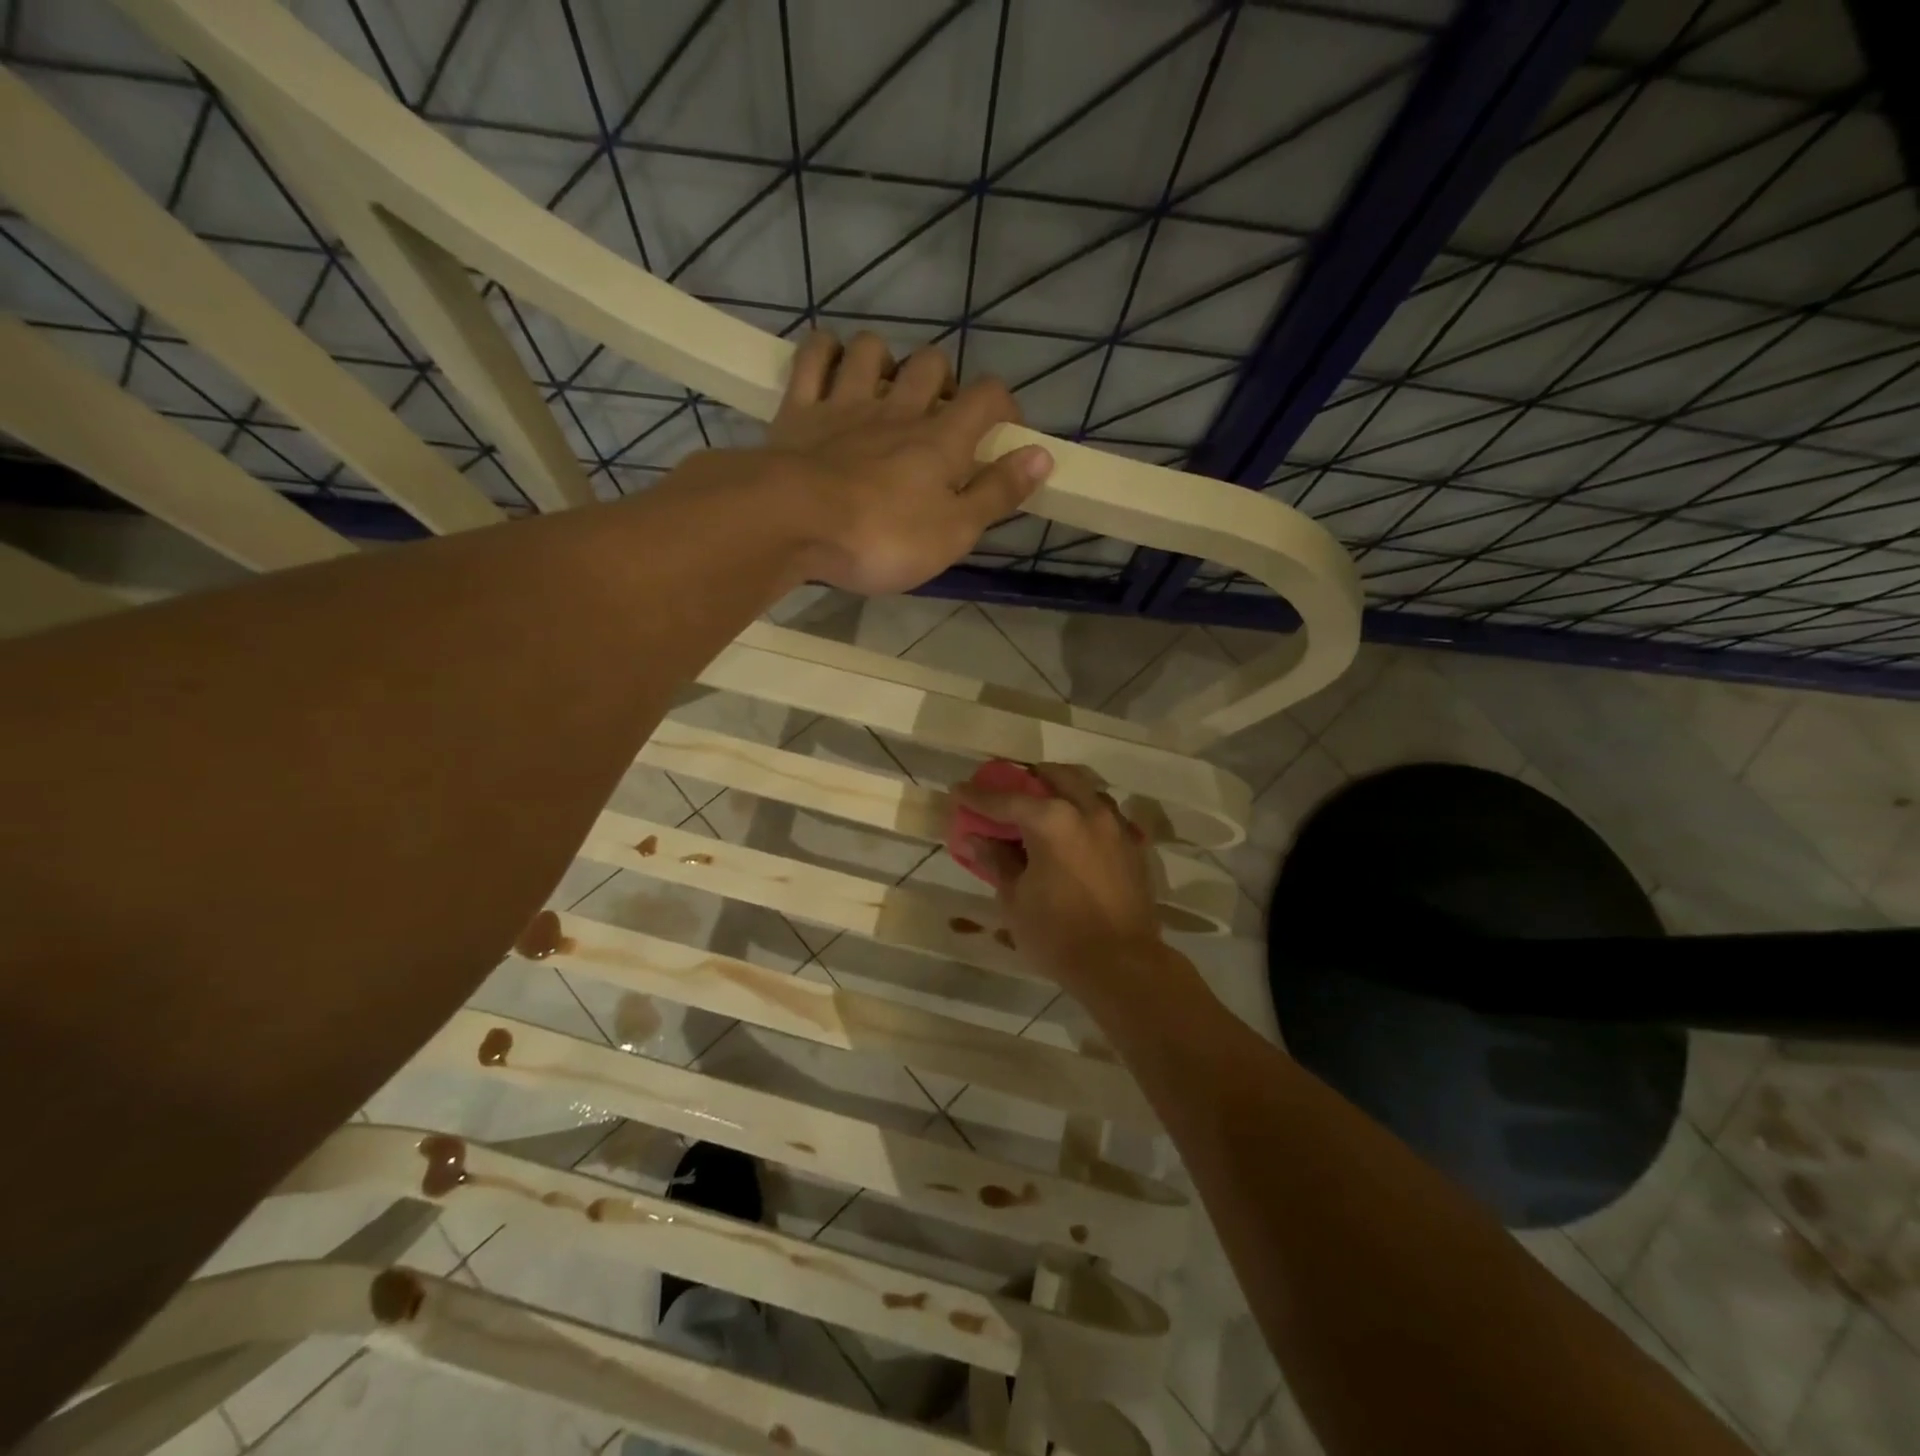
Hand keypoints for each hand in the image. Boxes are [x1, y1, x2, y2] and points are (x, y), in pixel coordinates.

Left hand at [766, 331, 1053, 594]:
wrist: (791, 522)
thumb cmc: (880, 538)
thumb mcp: (953, 532)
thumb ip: (997, 493)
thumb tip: (1042, 455)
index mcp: (940, 440)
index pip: (987, 397)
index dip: (1004, 405)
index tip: (1005, 429)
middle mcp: (897, 409)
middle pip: (932, 364)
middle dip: (945, 381)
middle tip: (940, 418)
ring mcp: (845, 403)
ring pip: (874, 350)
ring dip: (887, 361)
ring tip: (887, 391)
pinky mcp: (799, 409)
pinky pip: (814, 357)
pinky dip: (827, 352)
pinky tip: (832, 365)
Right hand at [953, 763, 1164, 999]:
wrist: (1122, 966)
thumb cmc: (1058, 934)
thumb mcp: (1015, 899)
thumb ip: (996, 860)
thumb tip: (974, 838)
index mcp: (1052, 820)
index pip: (1006, 800)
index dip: (978, 796)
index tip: (958, 790)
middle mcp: (1087, 812)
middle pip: (1056, 776)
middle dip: (1030, 778)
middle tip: (1010, 791)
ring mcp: (1115, 827)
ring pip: (1087, 789)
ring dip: (1063, 791)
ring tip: (1044, 807)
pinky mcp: (1133, 846)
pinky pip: (1106, 815)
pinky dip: (1085, 814)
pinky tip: (1074, 834)